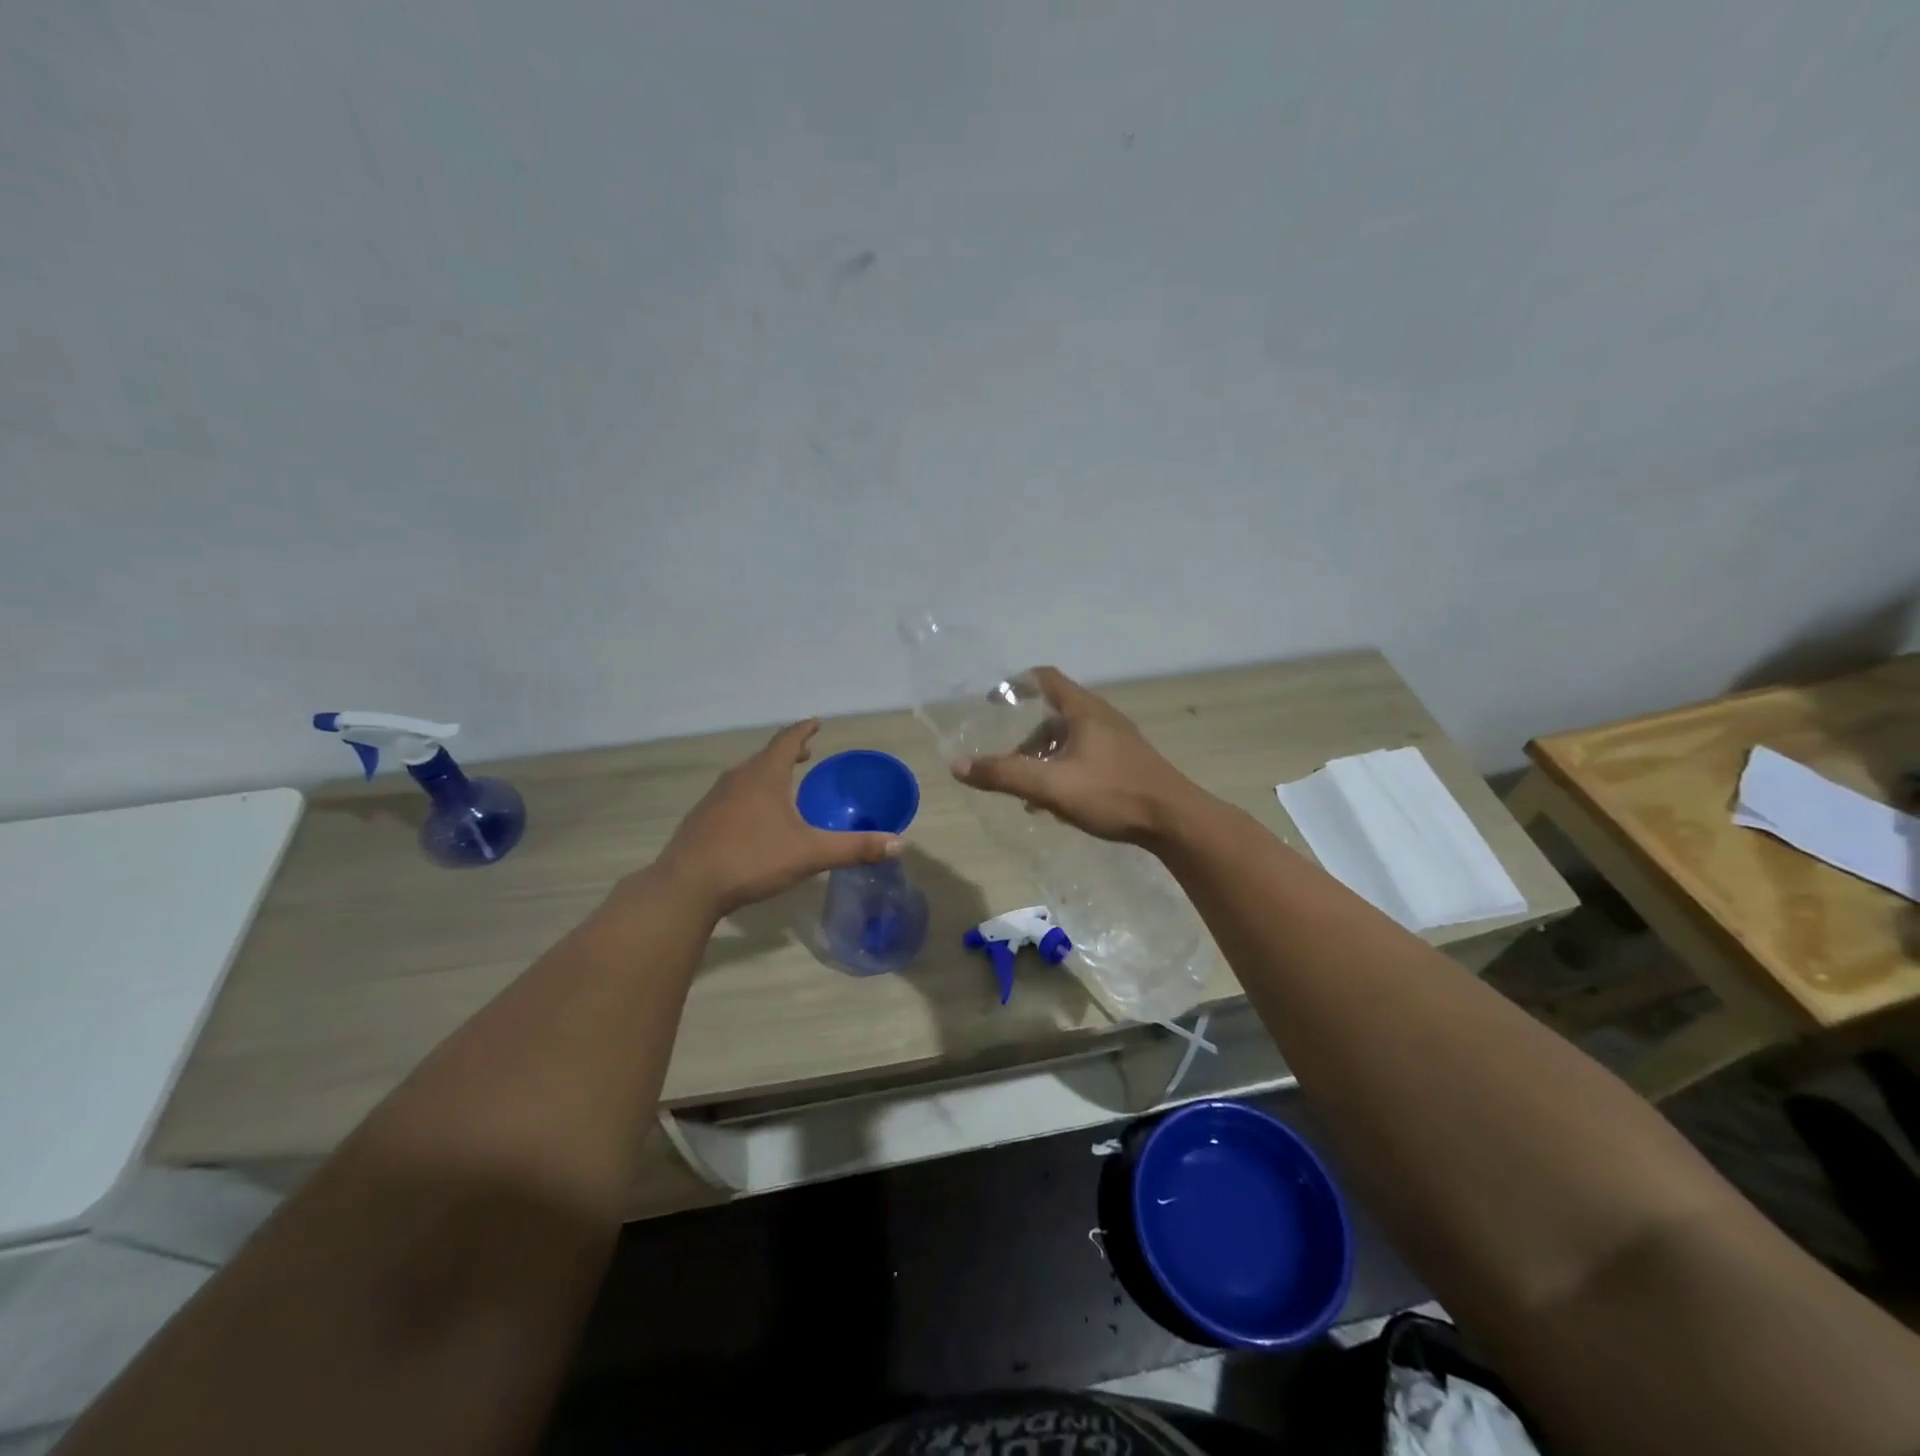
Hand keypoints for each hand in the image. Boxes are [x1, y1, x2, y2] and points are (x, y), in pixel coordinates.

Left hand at [657, 720, 901, 915]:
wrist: (687, 886)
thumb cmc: (752, 859)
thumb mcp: (810, 853)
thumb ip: (855, 848)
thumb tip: (899, 843)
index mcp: (765, 776)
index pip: (787, 741)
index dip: (803, 730)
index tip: (815, 722)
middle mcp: (738, 778)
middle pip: (766, 756)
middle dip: (788, 752)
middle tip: (805, 752)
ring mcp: (715, 798)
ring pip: (747, 776)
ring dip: (767, 773)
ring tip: (782, 782)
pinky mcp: (702, 819)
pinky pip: (732, 795)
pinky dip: (750, 793)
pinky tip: (753, 816)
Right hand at [951, 667, 1206, 846]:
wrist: (1174, 821)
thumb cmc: (1112, 794)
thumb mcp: (1050, 786)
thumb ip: (1004, 775)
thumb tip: (958, 766)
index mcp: (1084, 711)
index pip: (1045, 678)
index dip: (1015, 684)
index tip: (992, 700)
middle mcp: (1101, 718)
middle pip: (1054, 713)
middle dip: (1026, 736)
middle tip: (1007, 759)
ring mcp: (1117, 741)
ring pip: (1069, 739)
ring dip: (1044, 758)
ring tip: (1027, 790)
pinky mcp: (1126, 763)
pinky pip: (1085, 757)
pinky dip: (1063, 771)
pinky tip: (1057, 804)